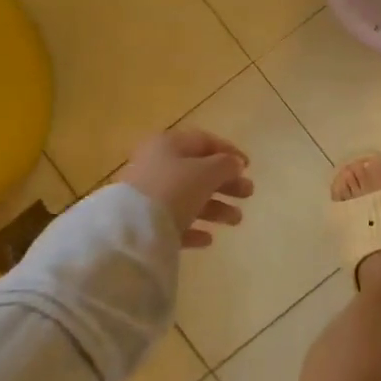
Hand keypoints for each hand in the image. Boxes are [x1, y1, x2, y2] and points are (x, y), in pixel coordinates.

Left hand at [117, 129, 253, 248]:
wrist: (131, 229)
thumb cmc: (174, 189)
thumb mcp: (207, 172)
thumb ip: (226, 165)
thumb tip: (234, 163)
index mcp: (169, 145)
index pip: (204, 141)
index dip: (229, 151)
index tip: (249, 167)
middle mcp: (156, 166)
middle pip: (198, 171)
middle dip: (226, 183)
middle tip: (248, 194)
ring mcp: (148, 196)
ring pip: (188, 198)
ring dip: (216, 208)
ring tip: (236, 220)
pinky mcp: (144, 223)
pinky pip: (174, 222)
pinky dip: (193, 228)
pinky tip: (208, 239)